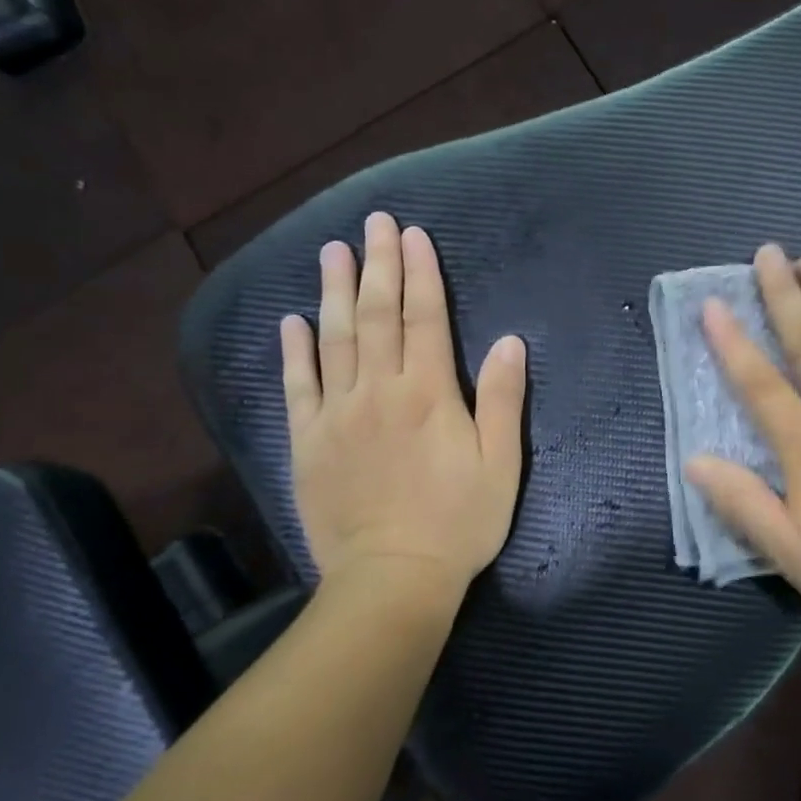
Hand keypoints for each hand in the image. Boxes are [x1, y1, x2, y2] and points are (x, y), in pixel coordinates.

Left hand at [280, 212, 526, 611]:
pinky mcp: (308, 442)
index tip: (413, 235)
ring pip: (334, 340)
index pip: (424, 319)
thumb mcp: (500, 464)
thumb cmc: (458, 522)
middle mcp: (379, 392)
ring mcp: (337, 415)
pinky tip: (291, 322)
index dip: (420, 273)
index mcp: (429, 394)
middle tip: (372, 224)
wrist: (393, 577)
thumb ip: (501, 399)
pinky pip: (298, 387)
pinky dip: (294, 351)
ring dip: (335, 293)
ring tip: (332, 252)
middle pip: (377, 317)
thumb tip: (508, 340)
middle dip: (377, 266)